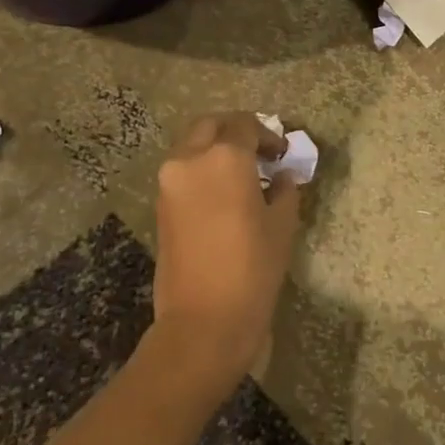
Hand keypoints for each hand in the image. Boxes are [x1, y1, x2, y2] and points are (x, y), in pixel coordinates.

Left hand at [146, 112, 303, 397]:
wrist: (204, 319)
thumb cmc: (253, 267)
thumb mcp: (282, 226)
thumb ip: (284, 191)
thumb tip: (281, 177)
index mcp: (224, 157)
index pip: (245, 125)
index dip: (268, 135)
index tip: (282, 155)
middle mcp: (190, 160)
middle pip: (211, 126)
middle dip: (236, 132)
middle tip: (259, 153)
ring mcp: (169, 183)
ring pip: (192, 147)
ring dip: (216, 151)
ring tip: (244, 177)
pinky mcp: (160, 207)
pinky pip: (183, 173)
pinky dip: (203, 172)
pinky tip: (225, 196)